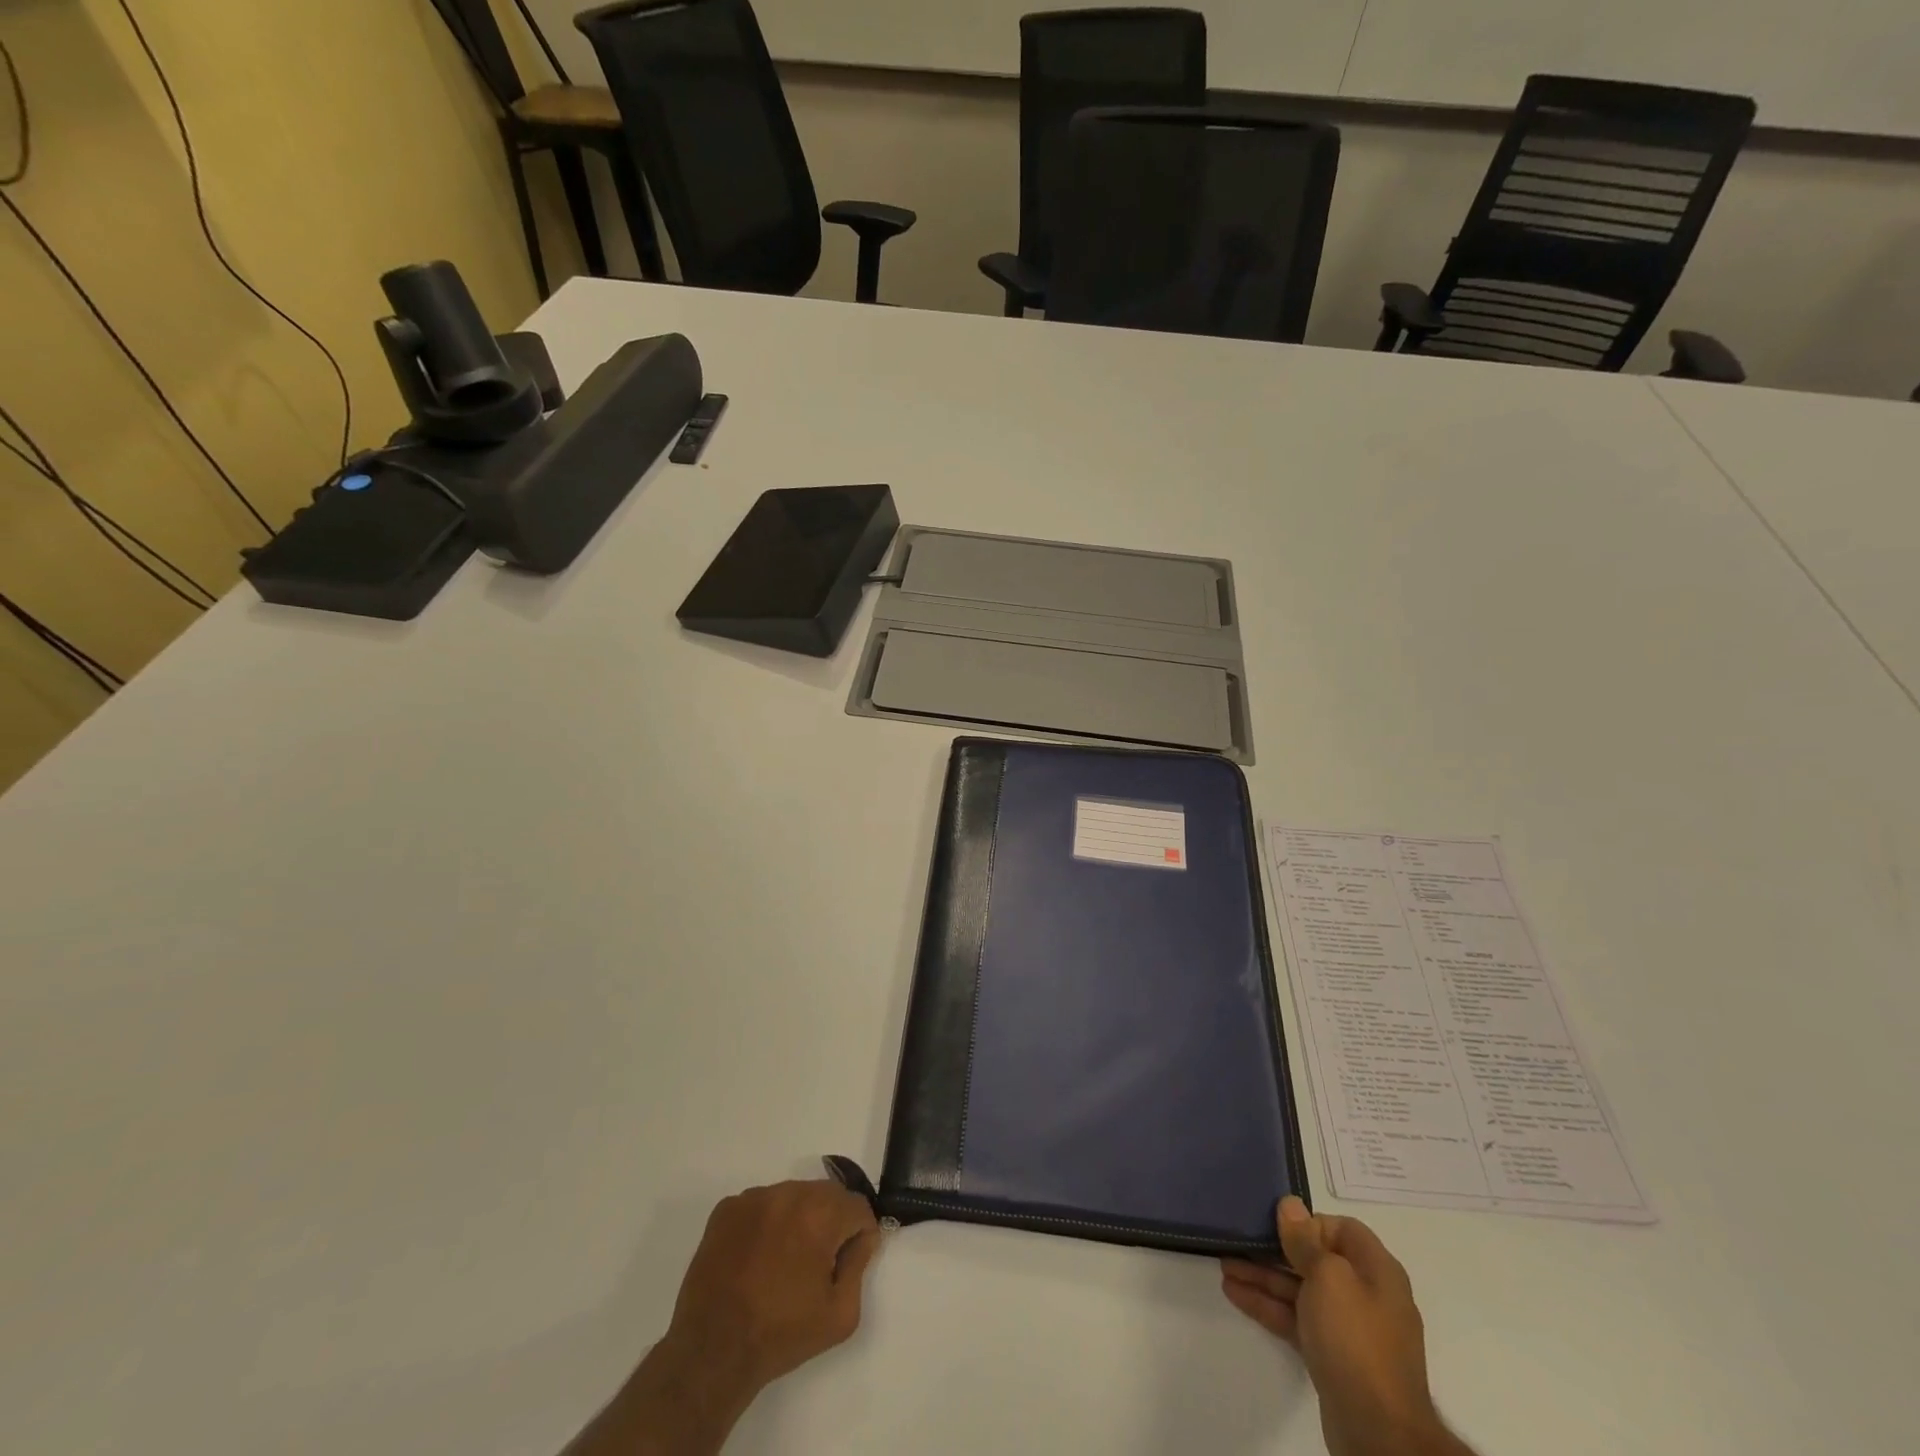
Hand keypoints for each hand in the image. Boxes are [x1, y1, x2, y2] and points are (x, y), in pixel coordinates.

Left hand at [664, 1179, 880, 1398]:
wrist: (712, 1352)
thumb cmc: (781, 1334)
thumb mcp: (841, 1314)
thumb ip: (859, 1265)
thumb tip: (860, 1237)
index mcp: (820, 1214)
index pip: (857, 1206)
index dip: (859, 1234)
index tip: (847, 1261)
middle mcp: (789, 1193)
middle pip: (826, 1195)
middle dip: (830, 1223)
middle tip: (816, 1264)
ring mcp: (754, 1197)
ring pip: (793, 1196)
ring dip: (798, 1219)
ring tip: (783, 1262)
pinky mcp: (727, 1208)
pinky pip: (761, 1205)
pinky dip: (767, 1223)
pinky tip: (757, 1258)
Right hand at [1222, 1197, 1466, 1455]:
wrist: (1377, 1431)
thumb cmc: (1354, 1338)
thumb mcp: (1328, 1277)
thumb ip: (1305, 1240)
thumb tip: (1291, 1205)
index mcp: (1376, 1270)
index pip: (1342, 1229)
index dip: (1309, 1223)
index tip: (1277, 1226)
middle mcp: (1365, 1294)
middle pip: (1315, 1259)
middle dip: (1275, 1250)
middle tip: (1238, 1240)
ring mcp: (1348, 1328)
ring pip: (1300, 1289)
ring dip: (1263, 1277)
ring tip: (1224, 1266)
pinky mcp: (1331, 1355)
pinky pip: (1295, 1318)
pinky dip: (1268, 1305)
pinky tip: (1235, 1294)